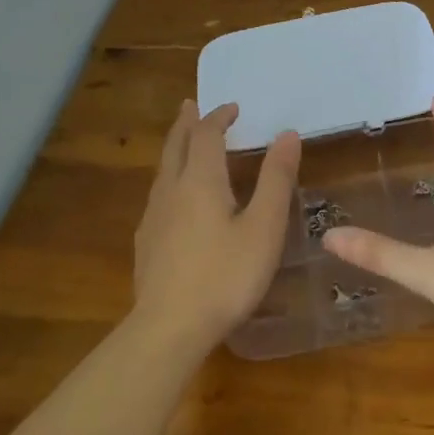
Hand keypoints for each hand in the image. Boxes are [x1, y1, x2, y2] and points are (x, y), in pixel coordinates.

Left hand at [133, 100, 300, 351]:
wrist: (169, 328)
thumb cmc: (225, 275)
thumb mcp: (264, 227)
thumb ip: (276, 179)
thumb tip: (287, 134)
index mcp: (200, 181)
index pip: (206, 134)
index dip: (219, 117)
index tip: (233, 108)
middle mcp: (172, 190)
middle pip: (175, 145)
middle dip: (186, 123)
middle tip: (192, 106)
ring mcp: (154, 217)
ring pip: (163, 170)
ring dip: (176, 149)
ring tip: (186, 144)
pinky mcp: (146, 243)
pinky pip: (158, 195)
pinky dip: (170, 178)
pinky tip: (175, 199)